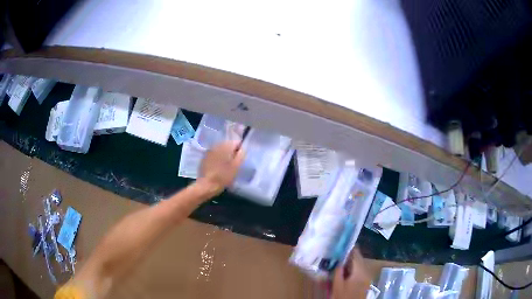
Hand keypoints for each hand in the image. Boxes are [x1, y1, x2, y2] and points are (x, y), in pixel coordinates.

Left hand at [198, 140, 244, 195]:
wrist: (207, 185)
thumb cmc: (224, 176)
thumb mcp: (237, 166)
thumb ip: (241, 155)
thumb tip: (243, 148)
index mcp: (225, 146)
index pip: (236, 142)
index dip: (240, 149)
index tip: (240, 159)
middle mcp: (217, 145)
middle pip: (228, 144)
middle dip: (232, 152)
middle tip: (234, 163)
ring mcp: (209, 151)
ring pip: (220, 149)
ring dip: (224, 154)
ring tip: (226, 165)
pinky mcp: (204, 157)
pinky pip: (214, 154)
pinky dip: (217, 157)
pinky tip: (218, 166)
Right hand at [332, 248, 371, 298]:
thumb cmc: (343, 297)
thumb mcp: (337, 285)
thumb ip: (338, 272)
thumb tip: (337, 261)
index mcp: (360, 271)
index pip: (356, 254)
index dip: (349, 248)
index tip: (341, 244)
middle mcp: (366, 272)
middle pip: (359, 259)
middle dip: (349, 256)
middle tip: (338, 253)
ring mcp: (367, 277)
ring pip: (359, 265)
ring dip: (350, 263)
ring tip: (339, 262)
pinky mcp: (365, 282)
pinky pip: (360, 271)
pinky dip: (353, 269)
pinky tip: (345, 272)